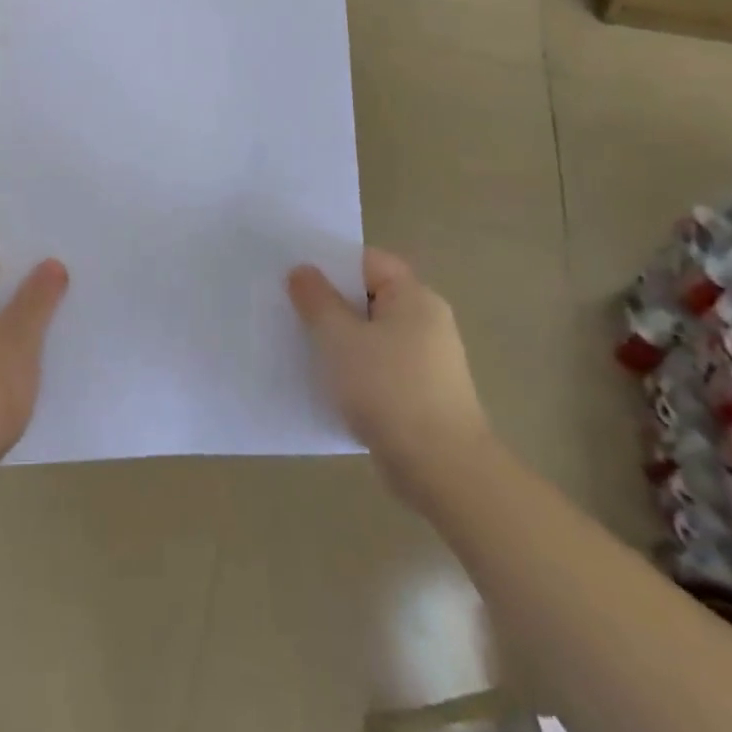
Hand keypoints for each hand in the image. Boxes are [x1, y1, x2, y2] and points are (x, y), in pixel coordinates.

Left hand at [0, 249, 67, 523]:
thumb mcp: (19, 339)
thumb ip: (38, 297)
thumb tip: (50, 262)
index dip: (27, 254)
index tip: (64, 256)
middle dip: (32, 290)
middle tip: (76, 287)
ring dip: (25, 325)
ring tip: (70, 322)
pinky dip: (13, 355)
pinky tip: (46, 365)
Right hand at [288, 248, 491, 501]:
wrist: (441, 469)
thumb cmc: (388, 389)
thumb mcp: (339, 338)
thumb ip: (317, 300)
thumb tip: (303, 270)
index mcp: (414, 297)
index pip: (369, 262)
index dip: (332, 265)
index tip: (296, 277)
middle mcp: (427, 321)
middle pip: (370, 297)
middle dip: (331, 304)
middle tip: (290, 310)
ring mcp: (427, 361)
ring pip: (372, 335)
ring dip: (340, 340)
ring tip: (302, 347)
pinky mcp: (422, 395)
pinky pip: (380, 367)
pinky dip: (355, 370)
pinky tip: (328, 384)